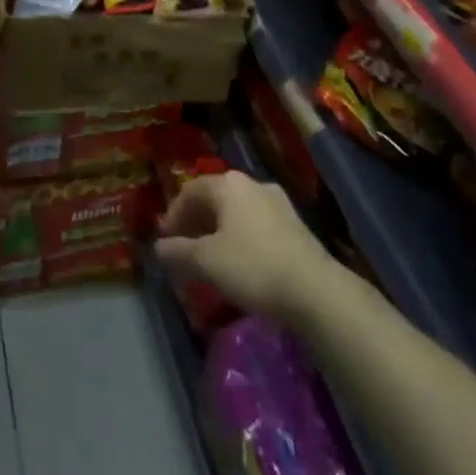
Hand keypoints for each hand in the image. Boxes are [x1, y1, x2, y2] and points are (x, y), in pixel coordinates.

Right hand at [156, 171, 338, 325]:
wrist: (316, 291)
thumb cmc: (253, 266)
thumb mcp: (207, 261)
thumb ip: (178, 252)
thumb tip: (159, 247)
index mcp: (228, 184)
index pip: (190, 191)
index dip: (173, 215)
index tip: (165, 241)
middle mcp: (252, 184)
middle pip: (214, 199)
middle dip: (196, 223)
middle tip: (184, 249)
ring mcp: (277, 203)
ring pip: (236, 213)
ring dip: (218, 232)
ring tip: (210, 259)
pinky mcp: (295, 226)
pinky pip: (256, 226)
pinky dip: (240, 239)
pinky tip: (239, 264)